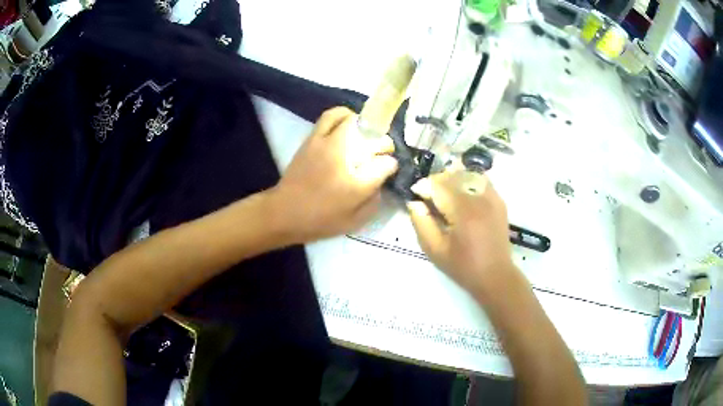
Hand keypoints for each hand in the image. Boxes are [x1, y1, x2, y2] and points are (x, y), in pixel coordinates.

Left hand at [270, 107, 397, 242]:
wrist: (284, 212)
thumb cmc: (320, 219)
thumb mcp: (355, 220)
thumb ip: (374, 199)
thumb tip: (381, 180)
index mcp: (355, 181)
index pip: (385, 163)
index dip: (390, 164)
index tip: (389, 168)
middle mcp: (341, 155)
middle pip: (369, 133)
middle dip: (380, 139)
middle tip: (379, 148)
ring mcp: (323, 142)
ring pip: (346, 117)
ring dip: (359, 121)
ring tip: (363, 130)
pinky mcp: (310, 139)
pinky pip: (328, 118)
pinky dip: (340, 118)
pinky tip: (344, 129)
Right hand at [407, 167, 516, 295]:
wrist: (495, 275)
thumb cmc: (463, 266)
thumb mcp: (435, 249)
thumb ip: (421, 223)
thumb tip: (414, 202)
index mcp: (462, 211)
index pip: (438, 185)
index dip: (423, 186)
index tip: (414, 194)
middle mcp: (479, 198)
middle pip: (452, 175)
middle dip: (436, 181)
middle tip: (427, 196)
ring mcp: (492, 197)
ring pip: (467, 173)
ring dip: (451, 179)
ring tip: (443, 193)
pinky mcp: (498, 200)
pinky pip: (481, 180)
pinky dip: (468, 180)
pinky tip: (461, 193)